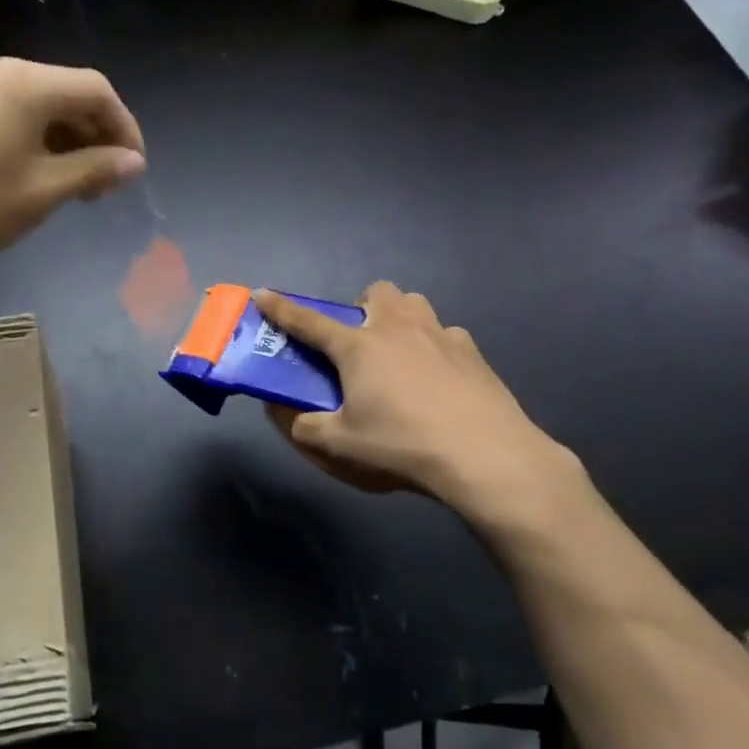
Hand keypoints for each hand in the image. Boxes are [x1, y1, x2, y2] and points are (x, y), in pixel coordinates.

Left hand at [0, 56, 145, 277]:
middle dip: (94, 135)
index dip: (124, 127)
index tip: (134, 169)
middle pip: (65, 92)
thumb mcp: (42, 191)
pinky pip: (6, 110)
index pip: (96, 90)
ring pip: (35, 103)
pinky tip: (32, 171)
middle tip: (103, 184)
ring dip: (63, 138)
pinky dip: (31, 136)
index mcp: (26, 82)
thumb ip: (94, 170)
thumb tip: (134, 162)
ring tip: (72, 184)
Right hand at [256, 283, 593, 535]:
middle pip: (376, 292)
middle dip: (363, 306)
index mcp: (359, 347)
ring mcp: (440, 336)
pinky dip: (436, 347)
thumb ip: (303, 427)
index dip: (281, 308)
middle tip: (361, 342)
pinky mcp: (474, 353)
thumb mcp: (340, 445)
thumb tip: (281, 412)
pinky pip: (447, 335)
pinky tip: (440, 379)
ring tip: (401, 354)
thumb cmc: (403, 445)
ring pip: (415, 304)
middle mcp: (397, 329)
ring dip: (401, 318)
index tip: (261, 293)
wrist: (486, 456)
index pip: (309, 321)